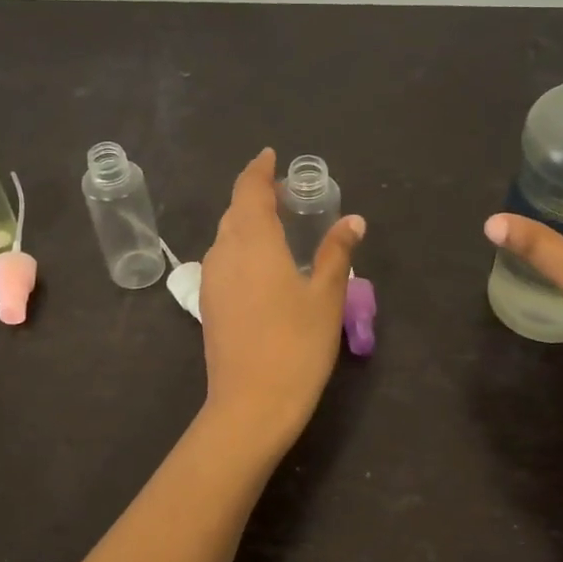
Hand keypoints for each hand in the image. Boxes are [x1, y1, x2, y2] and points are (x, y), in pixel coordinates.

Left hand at [199, 148, 365, 450]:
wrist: (251, 405)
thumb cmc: (296, 346)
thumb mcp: (326, 297)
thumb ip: (336, 253)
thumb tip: (353, 221)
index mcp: (252, 241)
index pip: (249, 189)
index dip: (259, 170)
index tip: (270, 156)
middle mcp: (224, 253)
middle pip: (235, 211)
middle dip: (256, 195)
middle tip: (287, 195)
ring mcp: (211, 280)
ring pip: (226, 237)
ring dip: (248, 223)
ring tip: (279, 228)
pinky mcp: (209, 305)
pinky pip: (224, 261)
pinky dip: (241, 248)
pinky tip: (263, 266)